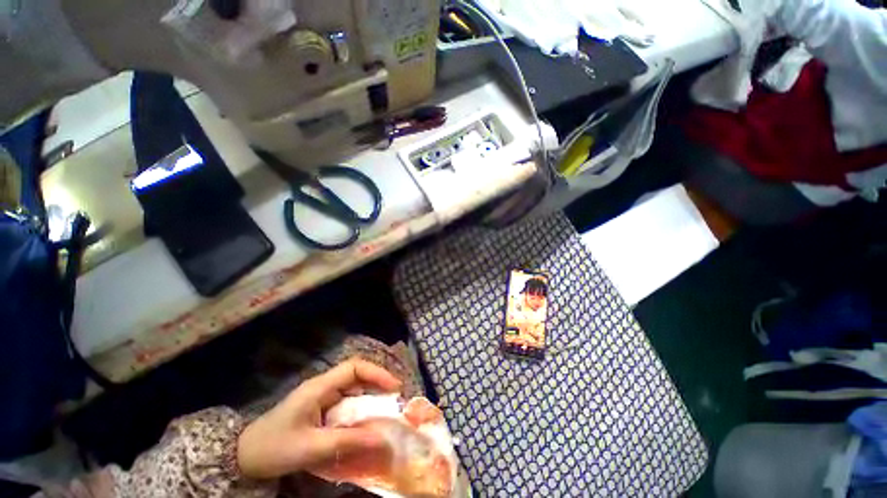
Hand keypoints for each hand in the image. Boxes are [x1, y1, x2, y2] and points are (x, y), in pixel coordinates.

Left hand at [237, 358, 401, 479]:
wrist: (243, 457)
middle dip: (377, 385)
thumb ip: (346, 442)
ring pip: (353, 390)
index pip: (354, 368)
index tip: (394, 387)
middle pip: (357, 376)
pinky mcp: (320, 409)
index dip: (376, 373)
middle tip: (395, 401)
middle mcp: (323, 387)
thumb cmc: (274, 448)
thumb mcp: (311, 447)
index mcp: (319, 387)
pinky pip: (346, 404)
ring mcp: (321, 397)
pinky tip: (365, 424)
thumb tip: (381, 439)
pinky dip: (359, 412)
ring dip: (370, 399)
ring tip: (386, 412)